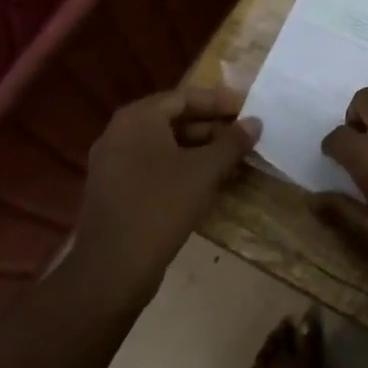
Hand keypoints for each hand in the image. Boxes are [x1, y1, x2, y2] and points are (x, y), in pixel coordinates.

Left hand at [71, 87, 261, 291]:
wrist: (112, 270)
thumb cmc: (161, 206)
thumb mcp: (205, 171)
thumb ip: (232, 142)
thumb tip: (255, 122)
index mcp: (137, 119)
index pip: (184, 98)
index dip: (219, 102)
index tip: (247, 110)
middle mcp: (119, 134)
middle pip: (173, 120)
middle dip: (211, 127)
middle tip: (243, 136)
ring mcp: (113, 164)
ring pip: (164, 146)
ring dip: (199, 150)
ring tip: (232, 160)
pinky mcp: (114, 191)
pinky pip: (152, 167)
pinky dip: (180, 168)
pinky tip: (207, 183)